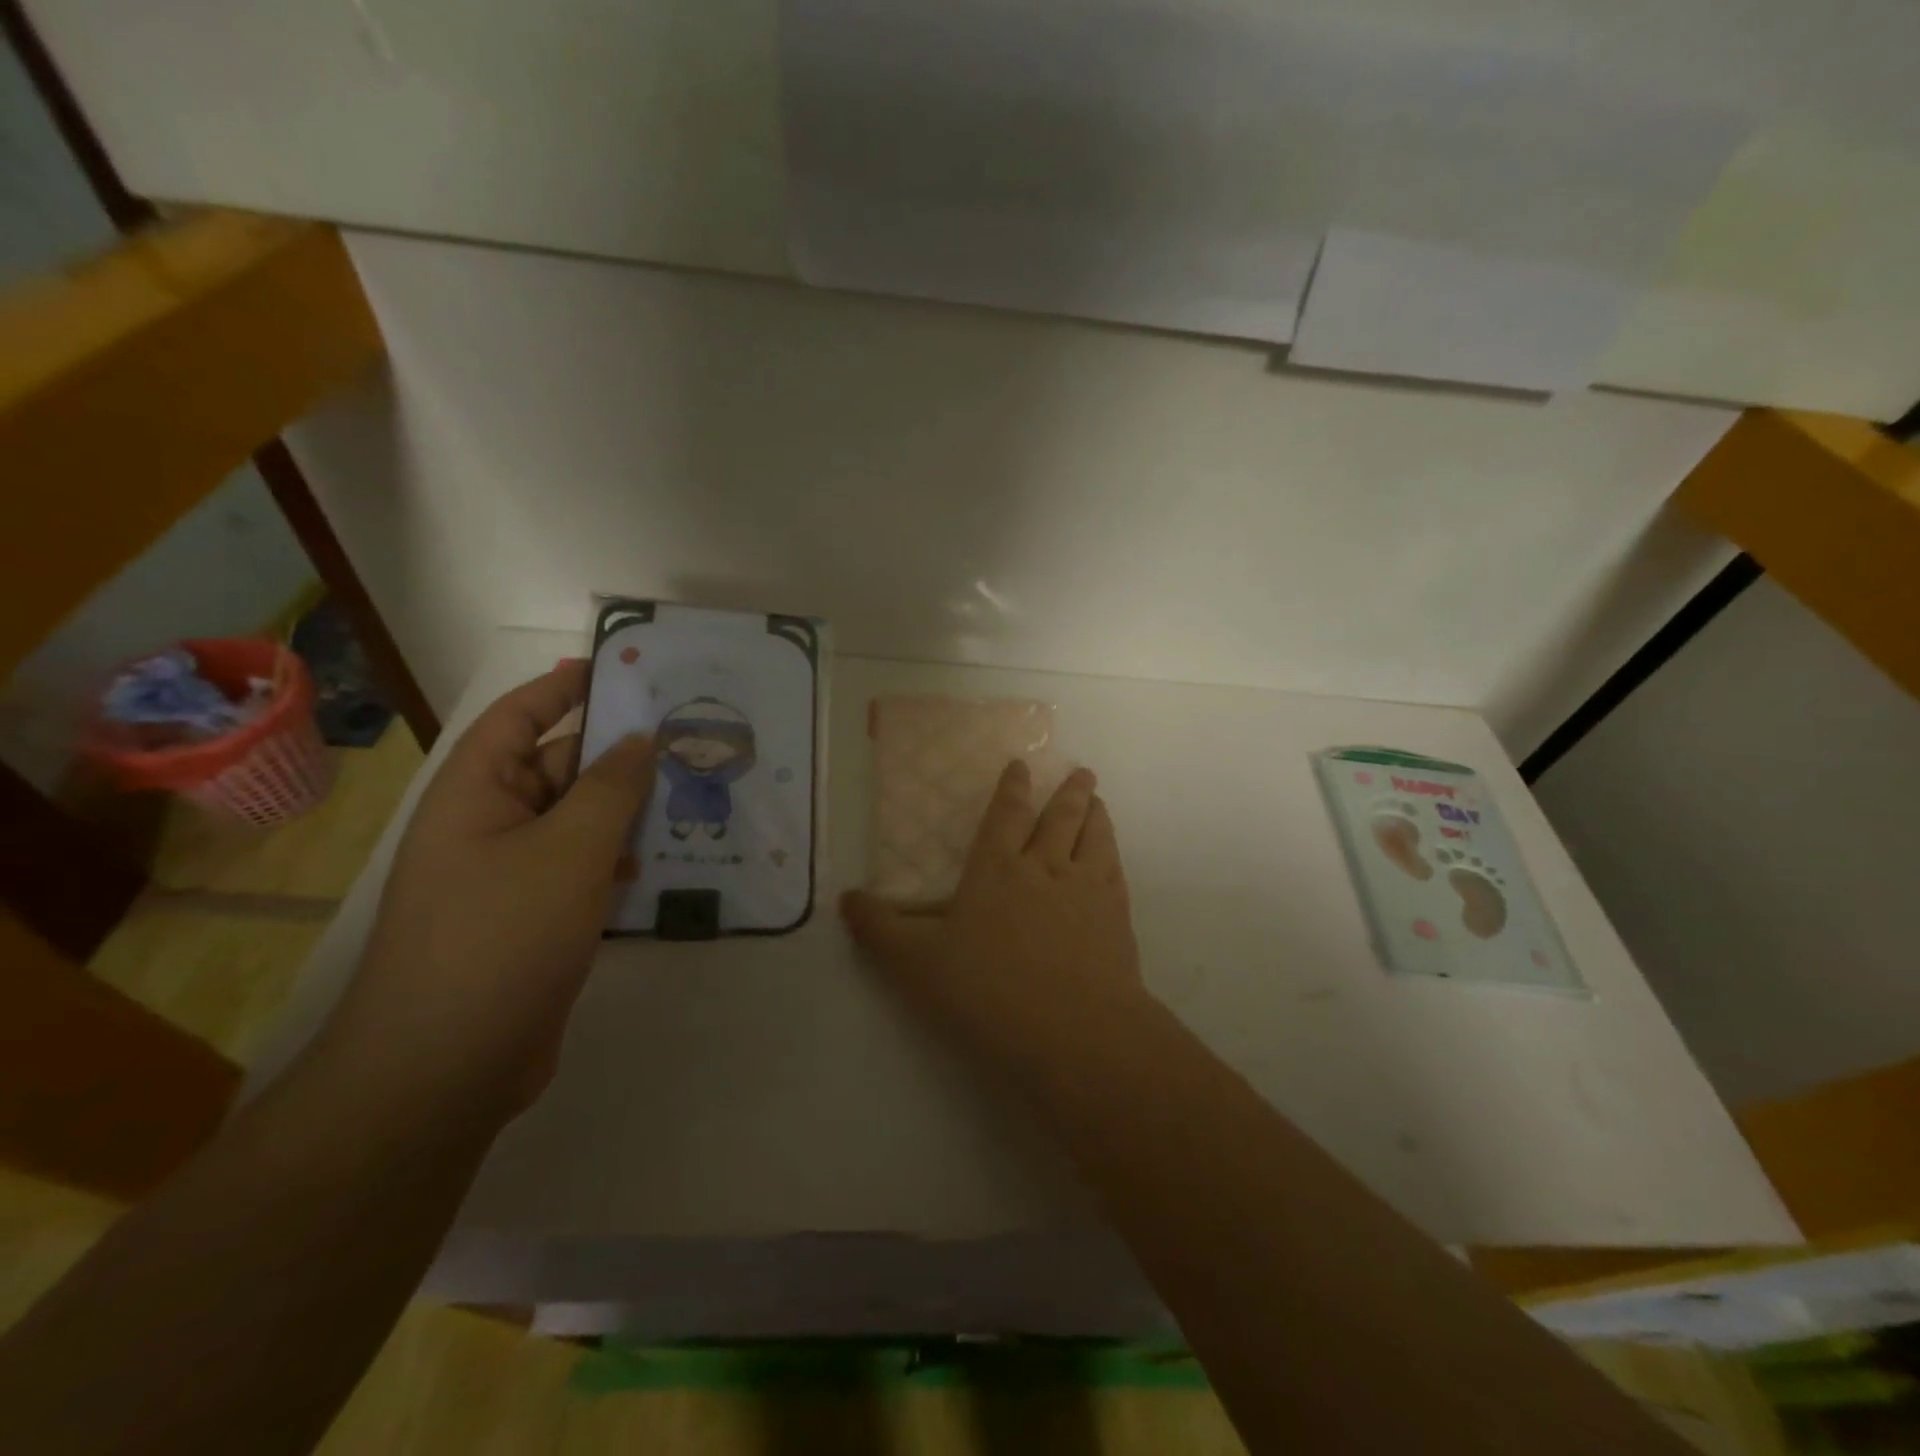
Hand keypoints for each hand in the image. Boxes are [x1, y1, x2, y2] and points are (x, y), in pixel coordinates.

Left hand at [323, 661, 654, 1117]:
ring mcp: (509, 877)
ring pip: (576, 823)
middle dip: (615, 755)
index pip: (520, 717)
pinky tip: (662, 865)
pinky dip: (618, 860)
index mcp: (476, 793)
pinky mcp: (532, 920)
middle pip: (556, 768)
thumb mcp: (569, 850)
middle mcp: (487, 825)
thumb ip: (612, 788)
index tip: (621, 670)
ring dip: (626, 811)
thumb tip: (639, 740)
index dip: (565, 688)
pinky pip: (580, 869)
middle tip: (684, 742)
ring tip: (690, 797)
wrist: (445, 1067)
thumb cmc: (502, 936)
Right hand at [840, 762, 1145, 1071]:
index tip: (1022, 766)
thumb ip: (880, 929)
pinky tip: (1112, 857)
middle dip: (1067, 793)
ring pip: (1094, 838)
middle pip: (1059, 818)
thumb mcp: (915, 964)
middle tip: (1081, 772)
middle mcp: (1044, 868)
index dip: (1012, 789)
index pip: (1005, 816)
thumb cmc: (987, 992)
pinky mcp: (1116, 919)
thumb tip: (845, 897)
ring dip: (1095, 815)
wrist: (1073, 1032)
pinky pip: (1115, 871)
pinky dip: (1113, 854)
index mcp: (996, 870)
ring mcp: (1086, 890)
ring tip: (1097, 800)